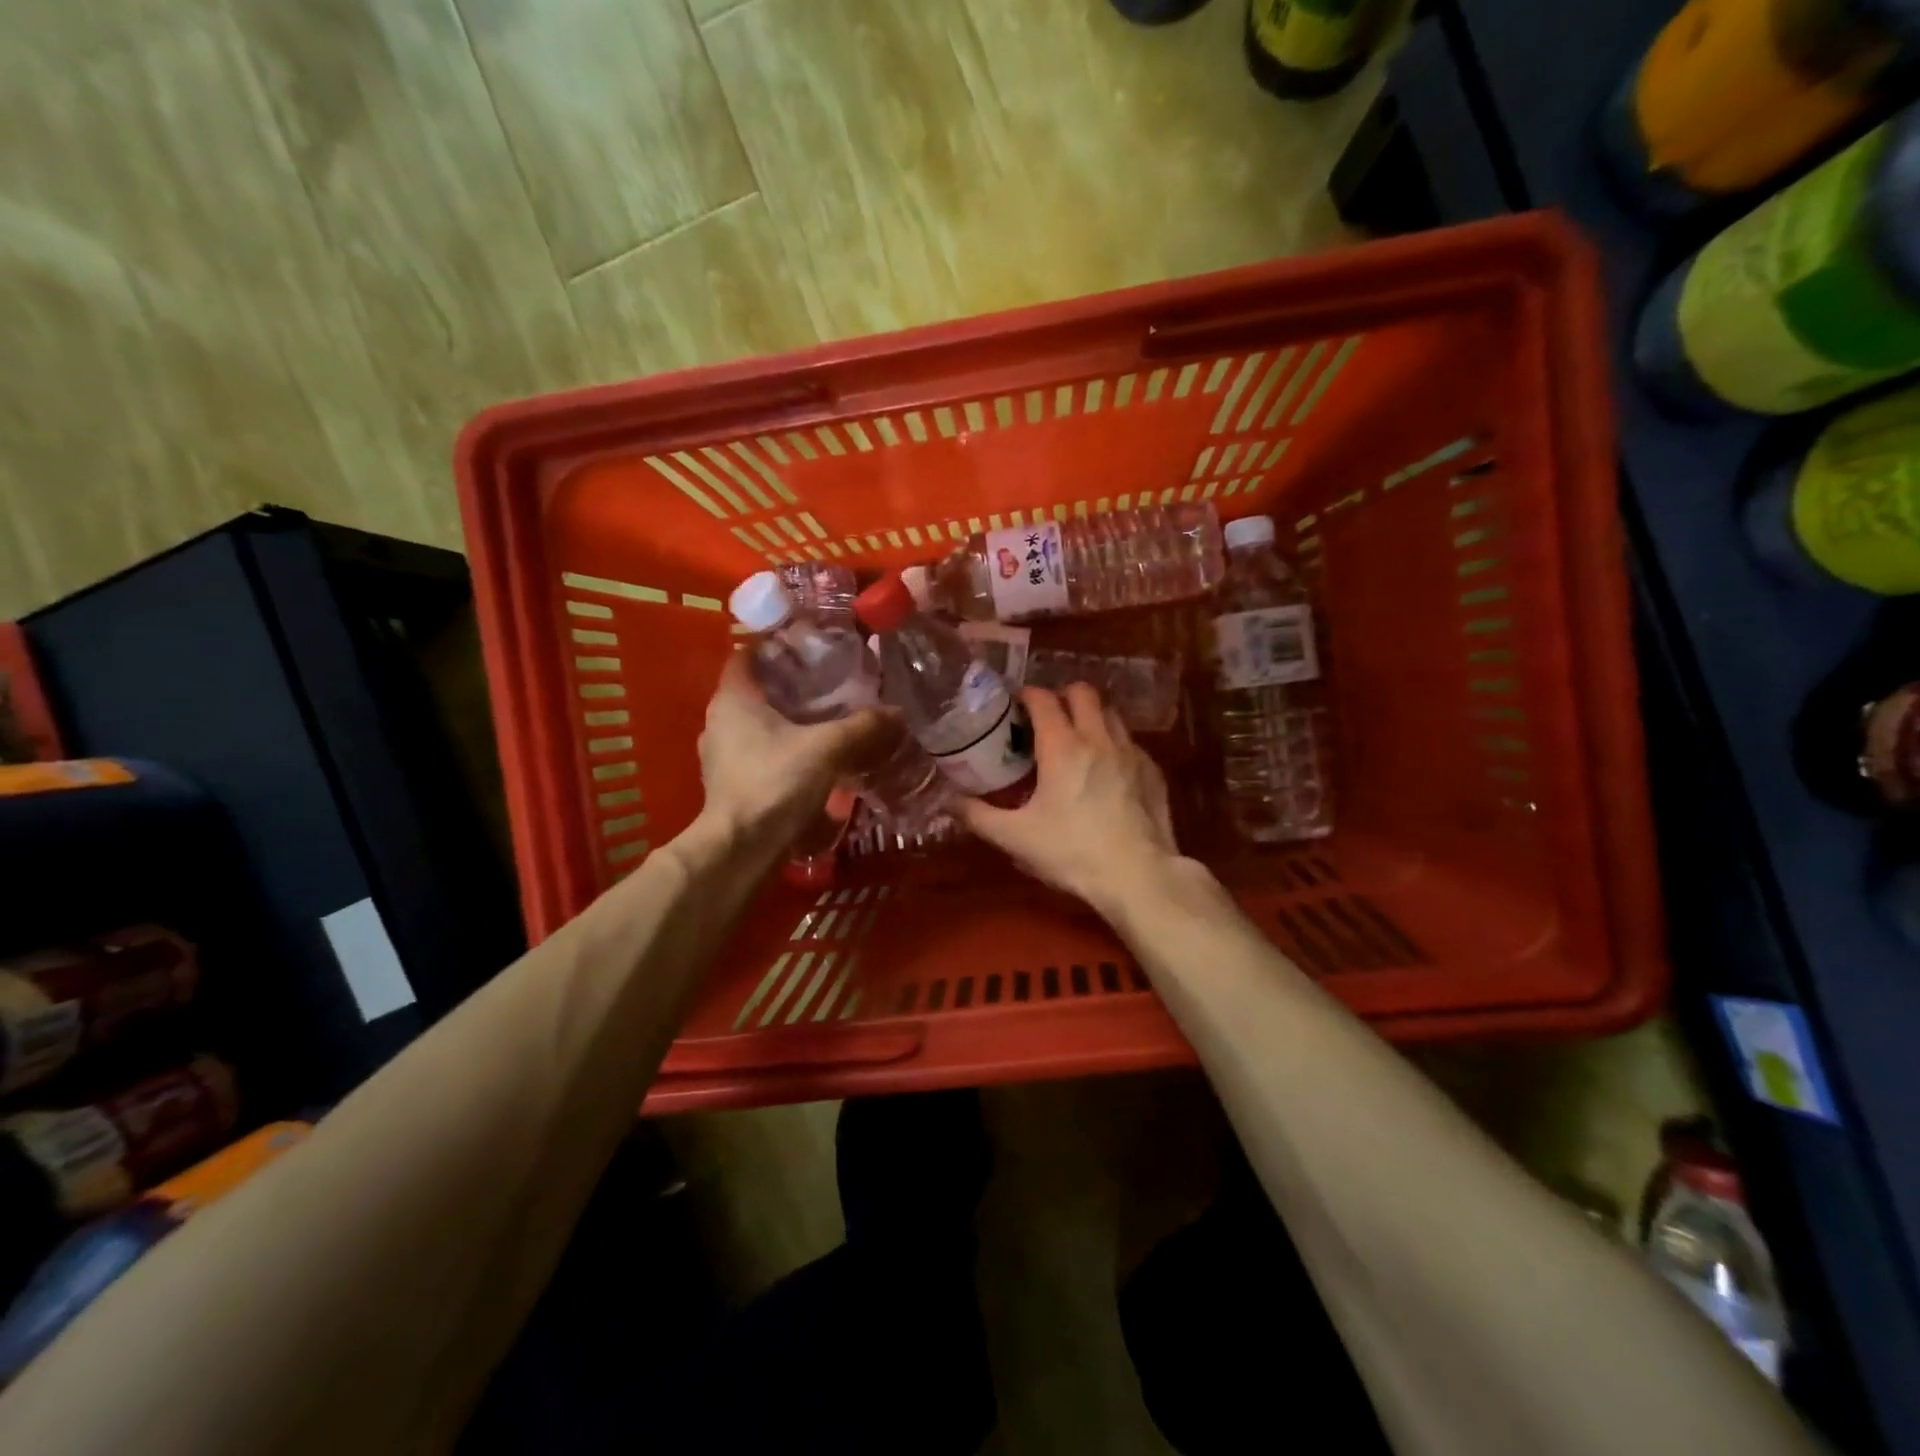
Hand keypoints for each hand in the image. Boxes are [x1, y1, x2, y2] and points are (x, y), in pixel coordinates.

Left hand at [697, 653, 896, 849]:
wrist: (741, 849)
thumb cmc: (775, 783)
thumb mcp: (828, 748)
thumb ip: (863, 727)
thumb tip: (897, 712)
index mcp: (733, 699)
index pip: (747, 654)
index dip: (776, 645)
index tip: (811, 645)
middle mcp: (720, 721)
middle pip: (756, 690)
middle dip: (790, 684)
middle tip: (830, 680)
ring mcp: (721, 755)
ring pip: (758, 724)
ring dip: (787, 719)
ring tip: (827, 718)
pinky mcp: (732, 783)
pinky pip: (760, 752)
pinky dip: (783, 748)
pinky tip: (813, 757)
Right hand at [959, 684, 1179, 913]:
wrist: (1138, 876)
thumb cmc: (1072, 853)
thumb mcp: (1016, 838)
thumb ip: (978, 815)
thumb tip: (948, 801)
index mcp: (1062, 746)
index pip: (1043, 699)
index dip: (1026, 695)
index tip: (1014, 706)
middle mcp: (1098, 738)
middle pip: (1082, 692)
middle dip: (1062, 696)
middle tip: (1046, 720)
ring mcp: (1131, 752)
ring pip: (1110, 713)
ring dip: (1090, 717)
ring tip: (1076, 741)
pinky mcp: (1153, 771)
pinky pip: (1130, 743)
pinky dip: (1113, 745)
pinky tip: (1106, 772)